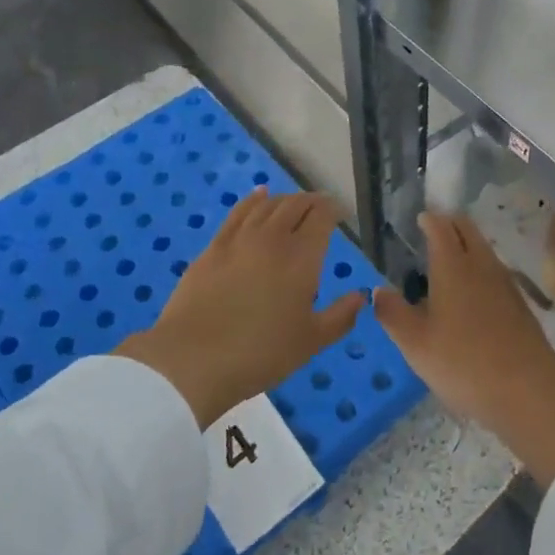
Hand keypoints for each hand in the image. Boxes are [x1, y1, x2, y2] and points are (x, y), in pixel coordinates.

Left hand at [119, 189, 362, 427]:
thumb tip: (361, 296)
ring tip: (293, 202)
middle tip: (320, 207)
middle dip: (311, 201)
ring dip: (285, 199)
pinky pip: (238, 212)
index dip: (334, 210)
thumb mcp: (310, 342)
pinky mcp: (214, 246)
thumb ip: (340, 316)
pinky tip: (259, 195)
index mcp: (302, 257)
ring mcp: (240, 239)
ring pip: (268, 205)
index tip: (340, 213)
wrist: (193, 358)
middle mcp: (273, 238)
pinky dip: (253, 200)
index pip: (322, 217)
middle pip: (295, 205)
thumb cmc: (260, 353)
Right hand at [373, 211, 554, 485]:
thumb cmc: (463, 362)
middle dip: (450, 224)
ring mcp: (504, 282)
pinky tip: (472, 292)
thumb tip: (378, 291)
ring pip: (483, 249)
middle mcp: (481, 264)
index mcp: (452, 265)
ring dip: (467, 245)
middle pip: (467, 229)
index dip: (429, 220)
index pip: (441, 227)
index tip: (420, 219)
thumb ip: (393, 313)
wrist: (527, 389)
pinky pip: (495, 271)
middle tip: (434, 231)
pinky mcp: (519, 302)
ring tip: (449, 260)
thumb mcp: (415, 344)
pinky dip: (480, 268)